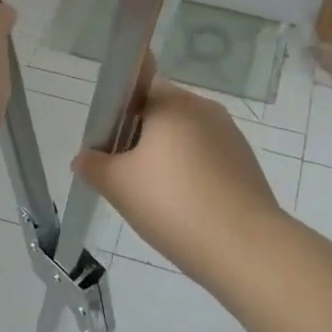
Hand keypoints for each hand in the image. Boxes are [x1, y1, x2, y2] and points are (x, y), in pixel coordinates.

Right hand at [73, 77, 280, 279]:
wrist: (244, 246)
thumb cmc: (173, 203)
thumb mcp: (118, 185)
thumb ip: (94, 165)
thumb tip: (85, 157)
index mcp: (173, 102)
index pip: (139, 85)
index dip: (120, 109)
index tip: (110, 143)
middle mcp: (204, 108)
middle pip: (162, 113)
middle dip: (141, 139)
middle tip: (125, 176)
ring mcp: (230, 135)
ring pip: (186, 138)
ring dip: (167, 158)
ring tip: (155, 199)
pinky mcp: (246, 163)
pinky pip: (208, 159)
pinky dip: (192, 175)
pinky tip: (185, 209)